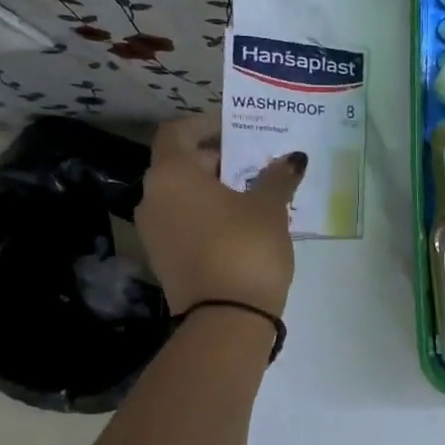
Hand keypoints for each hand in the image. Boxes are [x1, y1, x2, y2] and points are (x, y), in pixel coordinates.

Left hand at [137, 114, 306, 317]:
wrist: (226, 319)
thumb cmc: (246, 247)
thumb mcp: (270, 208)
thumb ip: (277, 178)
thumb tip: (293, 159)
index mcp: (171, 174)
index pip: (177, 132)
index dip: (206, 124)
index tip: (236, 128)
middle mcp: (152, 198)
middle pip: (179, 164)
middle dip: (215, 159)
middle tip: (253, 162)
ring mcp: (153, 232)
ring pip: (182, 196)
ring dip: (212, 189)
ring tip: (252, 193)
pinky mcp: (164, 260)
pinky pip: (184, 223)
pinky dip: (207, 215)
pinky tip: (240, 225)